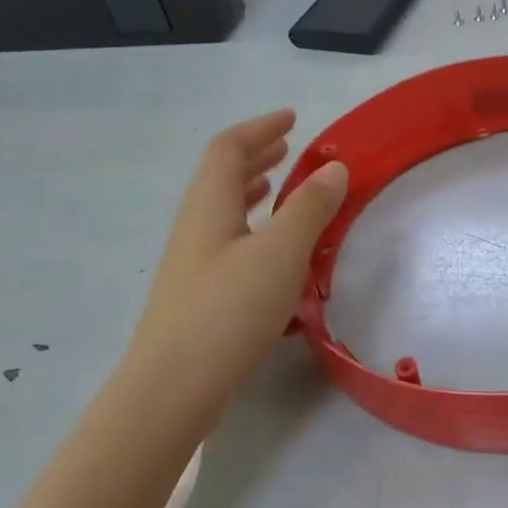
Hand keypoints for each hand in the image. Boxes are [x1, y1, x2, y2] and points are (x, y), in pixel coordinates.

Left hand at [118, 110, 346, 441]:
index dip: (259, 128)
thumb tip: (334, 168)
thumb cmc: (228, 312)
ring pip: (224, 210)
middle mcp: (195, 227)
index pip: (228, 149)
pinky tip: (273, 251)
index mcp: (209, 207)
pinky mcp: (200, 294)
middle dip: (256, 156)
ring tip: (282, 188)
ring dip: (254, 190)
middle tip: (289, 147)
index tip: (292, 118)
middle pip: (221, 176)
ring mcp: (194, 263)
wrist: (172, 389)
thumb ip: (309, 208)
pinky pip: (229, 240)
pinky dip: (254, 227)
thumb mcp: (280, 254)